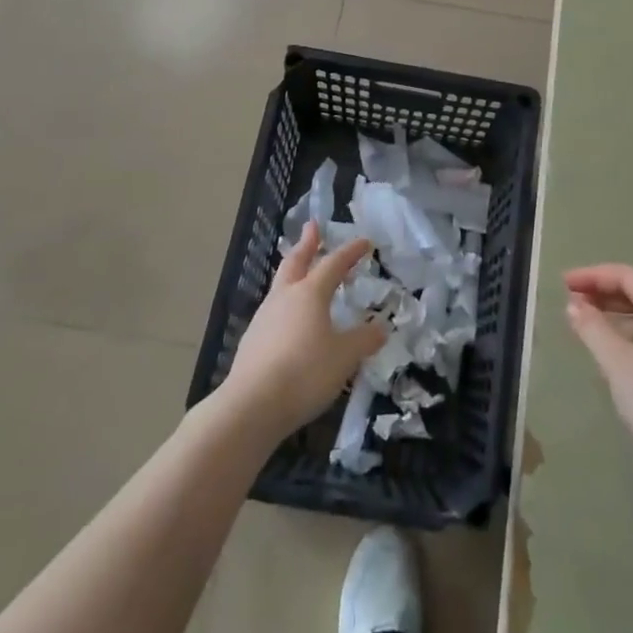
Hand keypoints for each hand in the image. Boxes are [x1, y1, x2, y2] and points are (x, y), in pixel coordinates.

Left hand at [221, 222, 385, 438]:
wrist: (251, 406)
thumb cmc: (305, 372)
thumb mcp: (344, 357)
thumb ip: (364, 340)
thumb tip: (381, 327)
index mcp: (310, 293)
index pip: (334, 263)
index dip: (351, 252)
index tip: (364, 242)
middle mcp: (285, 297)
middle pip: (296, 261)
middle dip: (307, 243)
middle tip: (313, 226)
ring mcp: (264, 318)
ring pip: (281, 284)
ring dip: (294, 272)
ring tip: (302, 272)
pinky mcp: (253, 341)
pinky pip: (274, 311)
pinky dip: (286, 304)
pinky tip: (290, 320)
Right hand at [564, 264, 632, 508]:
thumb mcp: (620, 366)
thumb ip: (594, 329)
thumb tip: (575, 305)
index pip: (629, 277)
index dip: (593, 275)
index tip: (563, 284)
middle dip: (606, 296)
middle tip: (573, 303)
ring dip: (621, 320)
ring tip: (591, 331)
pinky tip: (623, 361)